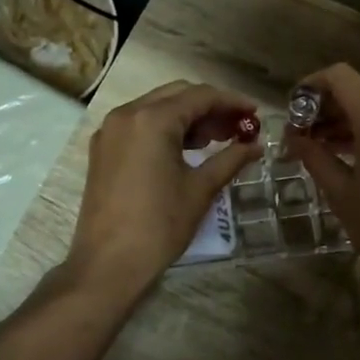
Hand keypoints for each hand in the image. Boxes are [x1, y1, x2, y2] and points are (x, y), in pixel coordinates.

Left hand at [66, 81, 261, 295]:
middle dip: (210, 107)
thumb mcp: (200, 189)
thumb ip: (230, 159)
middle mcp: (126, 114)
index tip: (256, 113)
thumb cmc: (159, 225)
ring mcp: (110, 131)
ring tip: (217, 139)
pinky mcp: (102, 149)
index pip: (200, 96)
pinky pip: (139, 125)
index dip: (232, 102)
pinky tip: (186, 149)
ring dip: (187, 117)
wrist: (109, 263)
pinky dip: (164, 129)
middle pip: (176, 95)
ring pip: (156, 108)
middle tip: (238, 127)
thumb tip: (256, 146)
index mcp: (152, 119)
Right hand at [284, 64, 359, 294]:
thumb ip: (314, 156)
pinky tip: (348, 158)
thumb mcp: (340, 192)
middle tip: (299, 136)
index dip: (312, 84)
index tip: (293, 108)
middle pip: (357, 93)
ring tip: (317, 148)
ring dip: (345, 123)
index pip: (341, 77)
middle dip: (325, 109)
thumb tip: (293, 137)